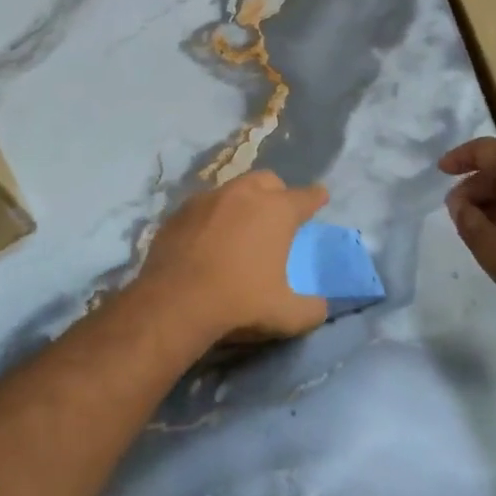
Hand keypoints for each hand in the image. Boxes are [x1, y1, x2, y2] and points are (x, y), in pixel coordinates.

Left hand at [133, 172, 329, 344]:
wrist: (174, 303)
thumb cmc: (239, 302)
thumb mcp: (286, 315)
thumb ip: (311, 309)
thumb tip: (321, 307)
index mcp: (276, 211)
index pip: (305, 197)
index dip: (315, 198)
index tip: (320, 197)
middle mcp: (243, 194)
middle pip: (267, 181)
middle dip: (277, 192)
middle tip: (277, 214)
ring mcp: (207, 199)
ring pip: (232, 190)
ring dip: (242, 203)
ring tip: (240, 227)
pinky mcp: (178, 213)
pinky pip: (203, 207)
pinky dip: (211, 218)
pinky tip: (207, 240)